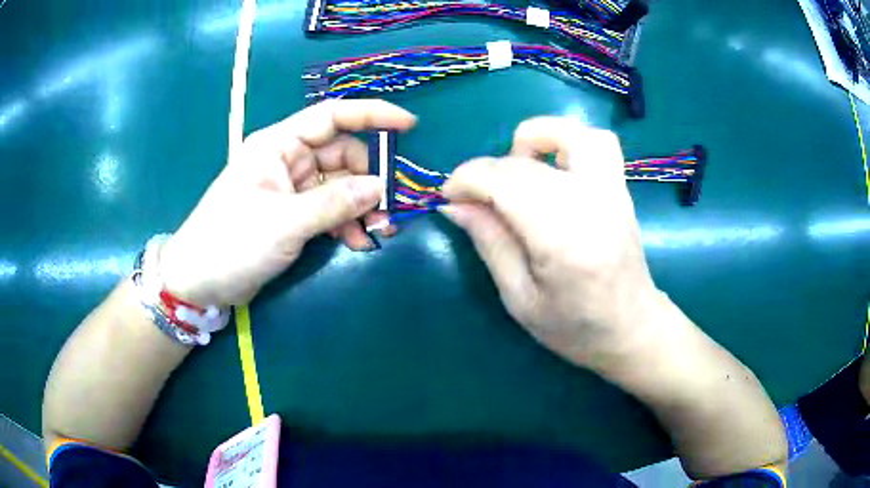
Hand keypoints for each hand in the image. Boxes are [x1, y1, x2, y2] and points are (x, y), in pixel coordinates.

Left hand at [159, 100, 416, 305]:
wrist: (200, 282)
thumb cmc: (232, 243)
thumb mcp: (284, 222)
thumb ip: (334, 203)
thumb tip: (381, 188)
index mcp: (279, 145)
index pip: (331, 116)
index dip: (372, 115)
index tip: (409, 126)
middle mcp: (288, 160)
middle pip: (342, 155)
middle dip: (369, 179)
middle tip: (389, 209)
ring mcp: (291, 188)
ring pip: (340, 185)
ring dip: (361, 206)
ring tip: (377, 233)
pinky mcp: (293, 213)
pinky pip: (330, 208)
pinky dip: (346, 222)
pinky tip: (357, 243)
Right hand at [441, 117, 664, 371]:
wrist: (632, 328)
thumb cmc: (575, 328)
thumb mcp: (520, 299)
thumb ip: (490, 243)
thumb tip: (454, 204)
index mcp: (563, 239)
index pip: (506, 181)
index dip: (467, 179)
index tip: (449, 196)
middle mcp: (591, 202)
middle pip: (527, 159)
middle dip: (488, 169)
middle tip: (478, 199)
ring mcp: (612, 190)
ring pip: (572, 132)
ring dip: (535, 139)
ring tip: (519, 168)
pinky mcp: (620, 187)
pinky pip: (596, 141)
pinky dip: (566, 143)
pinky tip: (552, 169)